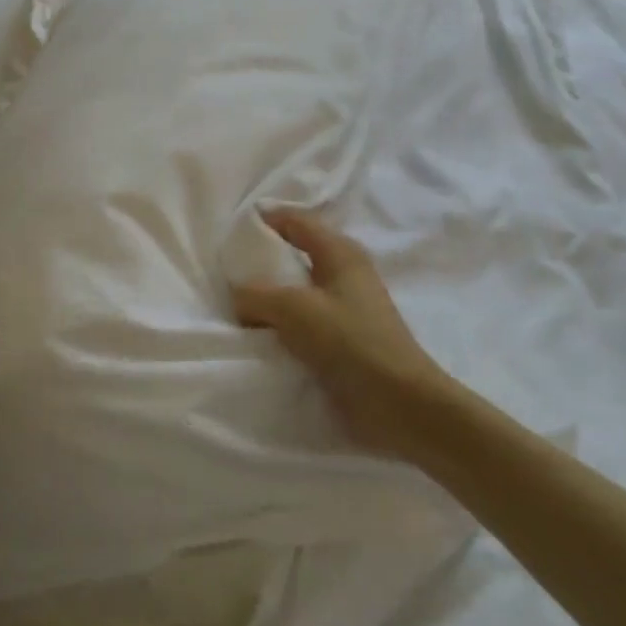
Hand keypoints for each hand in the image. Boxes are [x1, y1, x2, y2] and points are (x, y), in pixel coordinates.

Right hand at [231, 210, 446, 455]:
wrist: (400, 405)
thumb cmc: (350, 342)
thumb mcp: (294, 309)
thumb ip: (256, 294)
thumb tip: (238, 296)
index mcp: (339, 251)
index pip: (294, 220)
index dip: (262, 220)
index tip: (228, 232)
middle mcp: (344, 272)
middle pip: (294, 254)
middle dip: (261, 263)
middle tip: (226, 272)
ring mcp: (345, 307)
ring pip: (296, 291)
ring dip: (269, 299)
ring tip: (235, 307)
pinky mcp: (343, 339)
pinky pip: (302, 321)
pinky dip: (280, 325)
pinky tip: (259, 336)